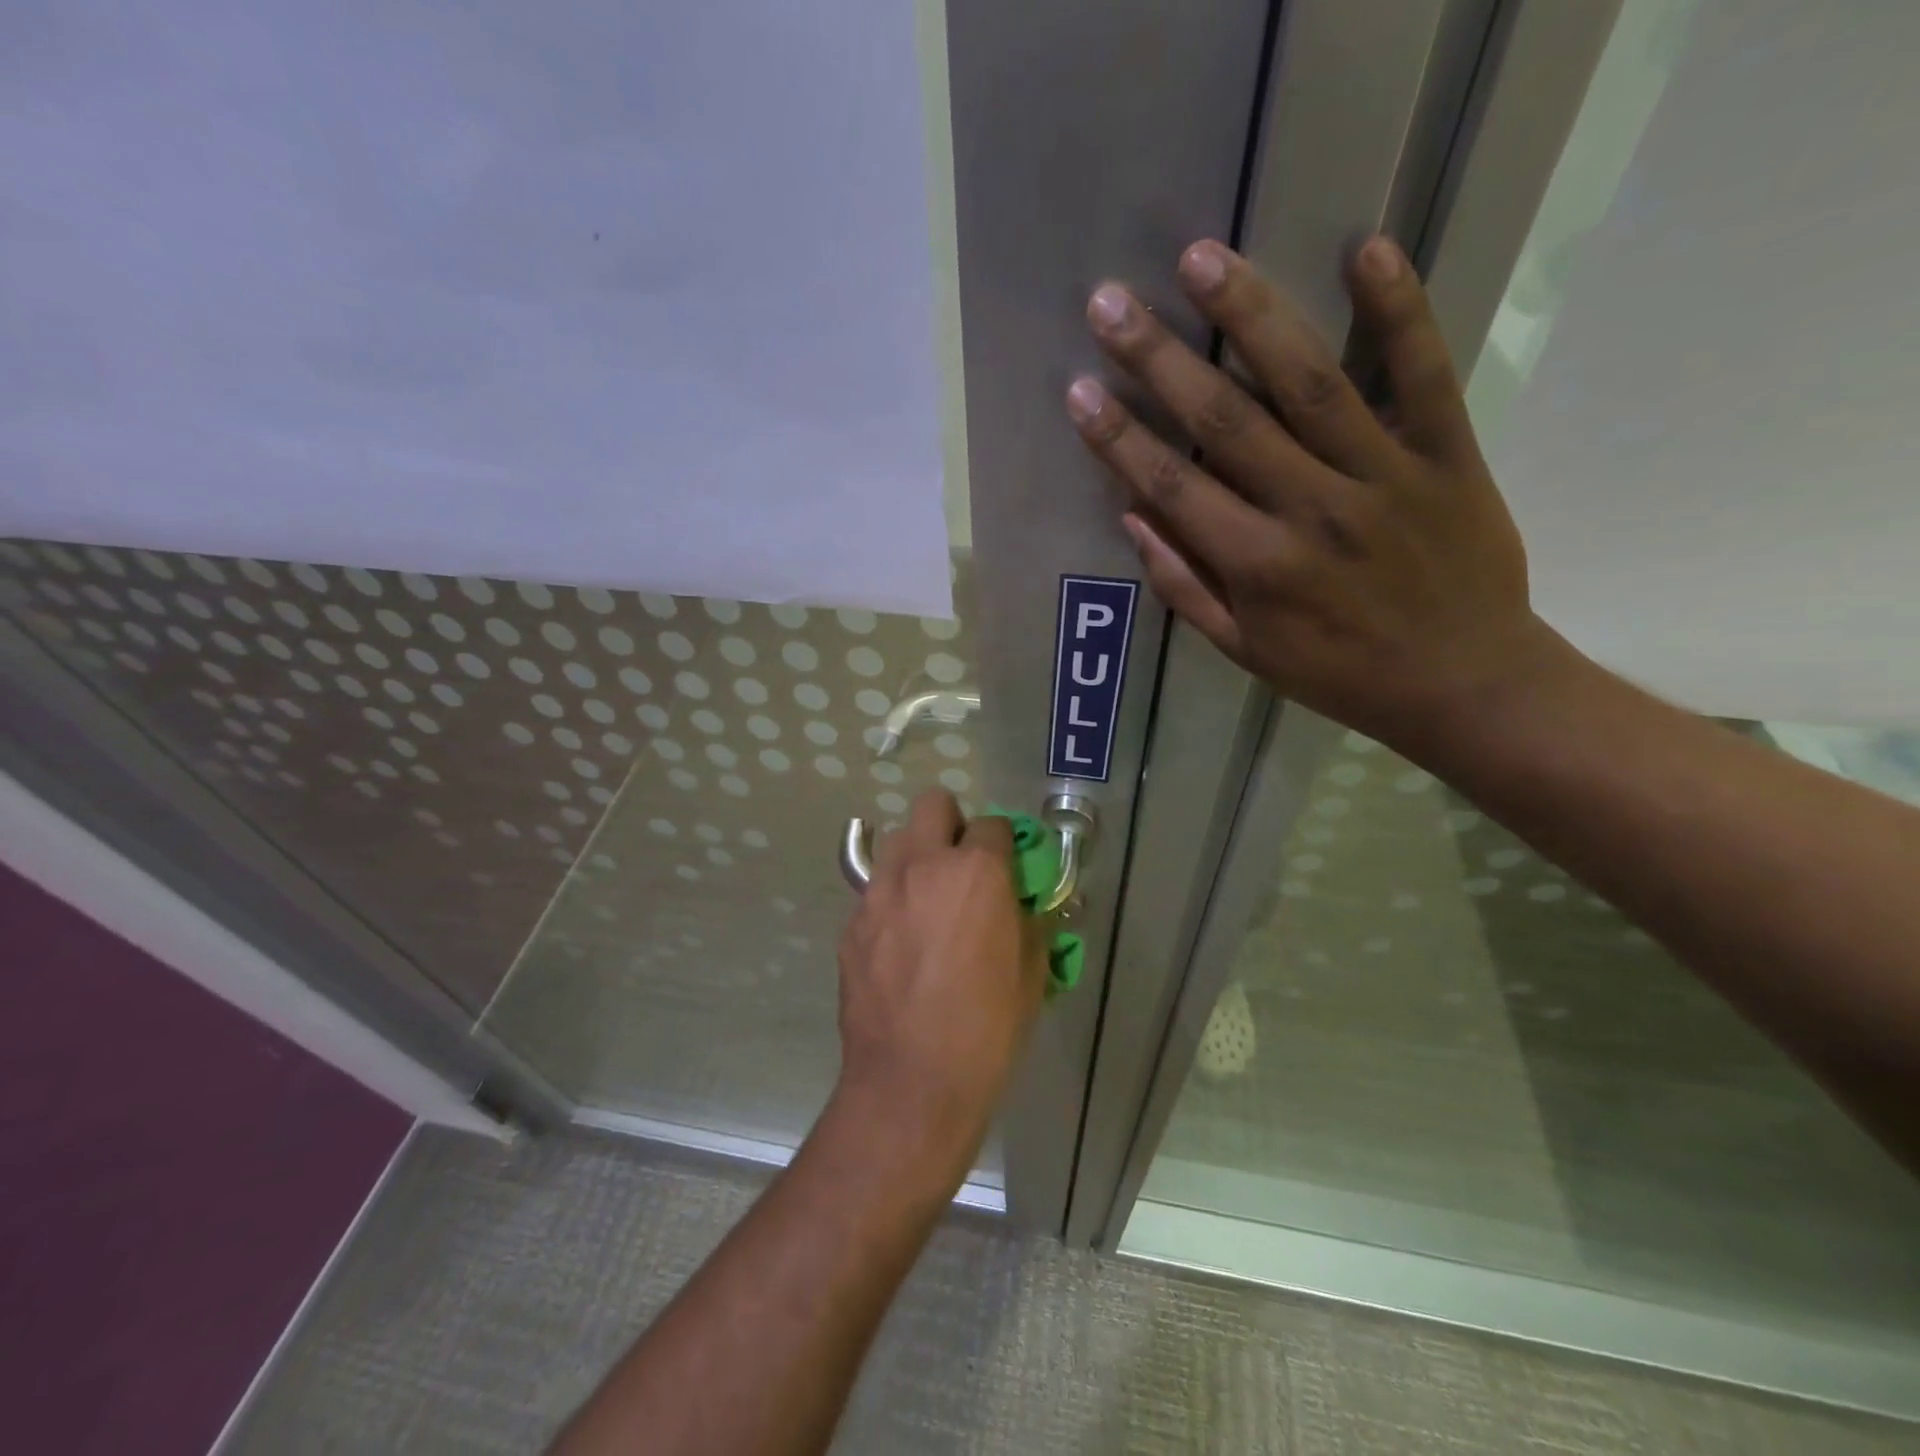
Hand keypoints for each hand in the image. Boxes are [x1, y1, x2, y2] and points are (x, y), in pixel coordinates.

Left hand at [834, 791, 1045, 1180]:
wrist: (912, 1082)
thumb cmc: (987, 1028)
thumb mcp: (1031, 973)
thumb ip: (1028, 922)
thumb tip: (1021, 906)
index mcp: (976, 872)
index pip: (994, 824)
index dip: (1004, 844)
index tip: (1006, 868)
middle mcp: (923, 865)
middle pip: (932, 804)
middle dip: (952, 824)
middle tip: (962, 866)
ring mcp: (879, 891)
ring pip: (896, 841)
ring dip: (917, 856)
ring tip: (927, 900)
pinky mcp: (851, 922)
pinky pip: (874, 890)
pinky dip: (891, 900)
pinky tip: (899, 943)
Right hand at [1066, 235, 1563, 754]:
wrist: (1463, 684)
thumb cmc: (1339, 673)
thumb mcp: (1245, 651)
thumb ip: (1184, 586)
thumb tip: (1132, 517)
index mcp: (1257, 566)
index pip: (1173, 487)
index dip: (1119, 438)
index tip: (1078, 390)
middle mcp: (1312, 510)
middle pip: (1225, 422)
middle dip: (1160, 360)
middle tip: (1111, 302)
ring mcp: (1383, 474)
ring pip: (1310, 383)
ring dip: (1251, 316)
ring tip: (1202, 257)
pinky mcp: (1447, 452)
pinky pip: (1424, 372)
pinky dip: (1400, 310)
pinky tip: (1366, 249)